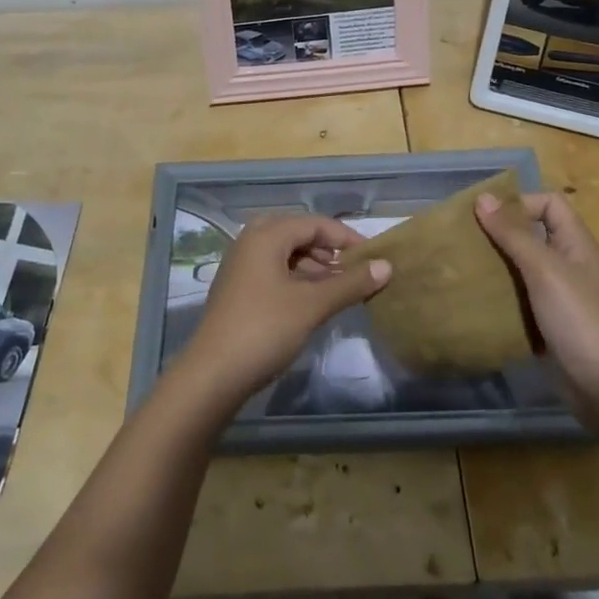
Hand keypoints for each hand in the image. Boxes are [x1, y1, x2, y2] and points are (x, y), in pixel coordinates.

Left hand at [180, 215, 391, 405]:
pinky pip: (273, 270)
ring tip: (338, 289)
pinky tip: (312, 302)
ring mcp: (241, 265)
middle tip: (352, 271)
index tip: (373, 258)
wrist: (212, 375)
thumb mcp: (312, 305)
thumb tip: (386, 266)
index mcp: (266, 235)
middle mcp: (250, 241)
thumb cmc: (264, 329)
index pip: (314, 223)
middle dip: (328, 250)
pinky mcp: (237, 288)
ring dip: (313, 266)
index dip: (346, 237)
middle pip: (298, 234)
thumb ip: (350, 283)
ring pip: (285, 253)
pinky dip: (296, 279)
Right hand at [475, 190, 598, 408]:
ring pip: (523, 271)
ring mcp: (560, 300)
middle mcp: (569, 266)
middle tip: (463, 242)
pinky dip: (501, 302)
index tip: (486, 217)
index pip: (550, 204)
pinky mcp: (550, 328)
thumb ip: (514, 235)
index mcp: (576, 245)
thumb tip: (483, 197)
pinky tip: (475, 305)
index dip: (521, 203)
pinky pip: (520, 304)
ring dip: (496, 269)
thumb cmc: (582, 321)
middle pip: (532, 236)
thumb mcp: (546, 271)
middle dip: (499, 236)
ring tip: (462, 271)